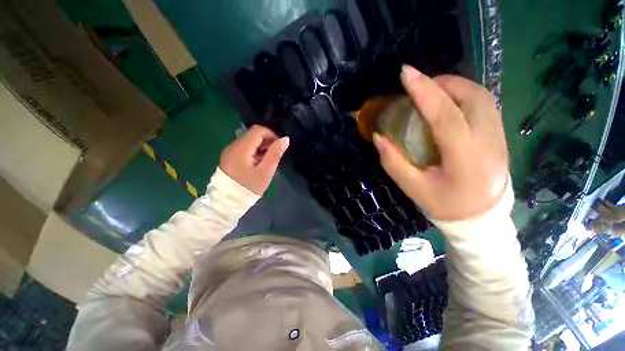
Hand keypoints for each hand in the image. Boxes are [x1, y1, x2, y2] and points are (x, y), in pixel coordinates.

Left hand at [219, 125, 288, 194]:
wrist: (227, 201)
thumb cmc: (249, 187)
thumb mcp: (265, 171)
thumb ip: (275, 154)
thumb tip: (285, 139)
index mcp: (242, 148)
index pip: (258, 130)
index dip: (271, 135)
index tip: (279, 147)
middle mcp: (233, 146)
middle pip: (253, 135)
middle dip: (267, 141)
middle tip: (274, 155)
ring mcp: (230, 151)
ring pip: (249, 141)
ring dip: (261, 147)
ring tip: (267, 161)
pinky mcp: (229, 157)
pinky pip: (244, 149)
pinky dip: (254, 152)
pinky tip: (258, 164)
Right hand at [373, 66, 508, 220]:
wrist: (481, 218)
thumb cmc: (444, 204)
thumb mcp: (412, 187)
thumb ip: (393, 161)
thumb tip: (378, 136)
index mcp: (465, 159)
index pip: (446, 116)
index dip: (424, 92)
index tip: (405, 74)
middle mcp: (489, 141)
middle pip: (470, 97)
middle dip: (440, 83)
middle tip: (416, 84)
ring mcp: (499, 135)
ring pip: (480, 95)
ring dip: (452, 85)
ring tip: (429, 90)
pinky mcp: (500, 134)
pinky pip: (484, 102)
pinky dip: (463, 93)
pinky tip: (447, 101)